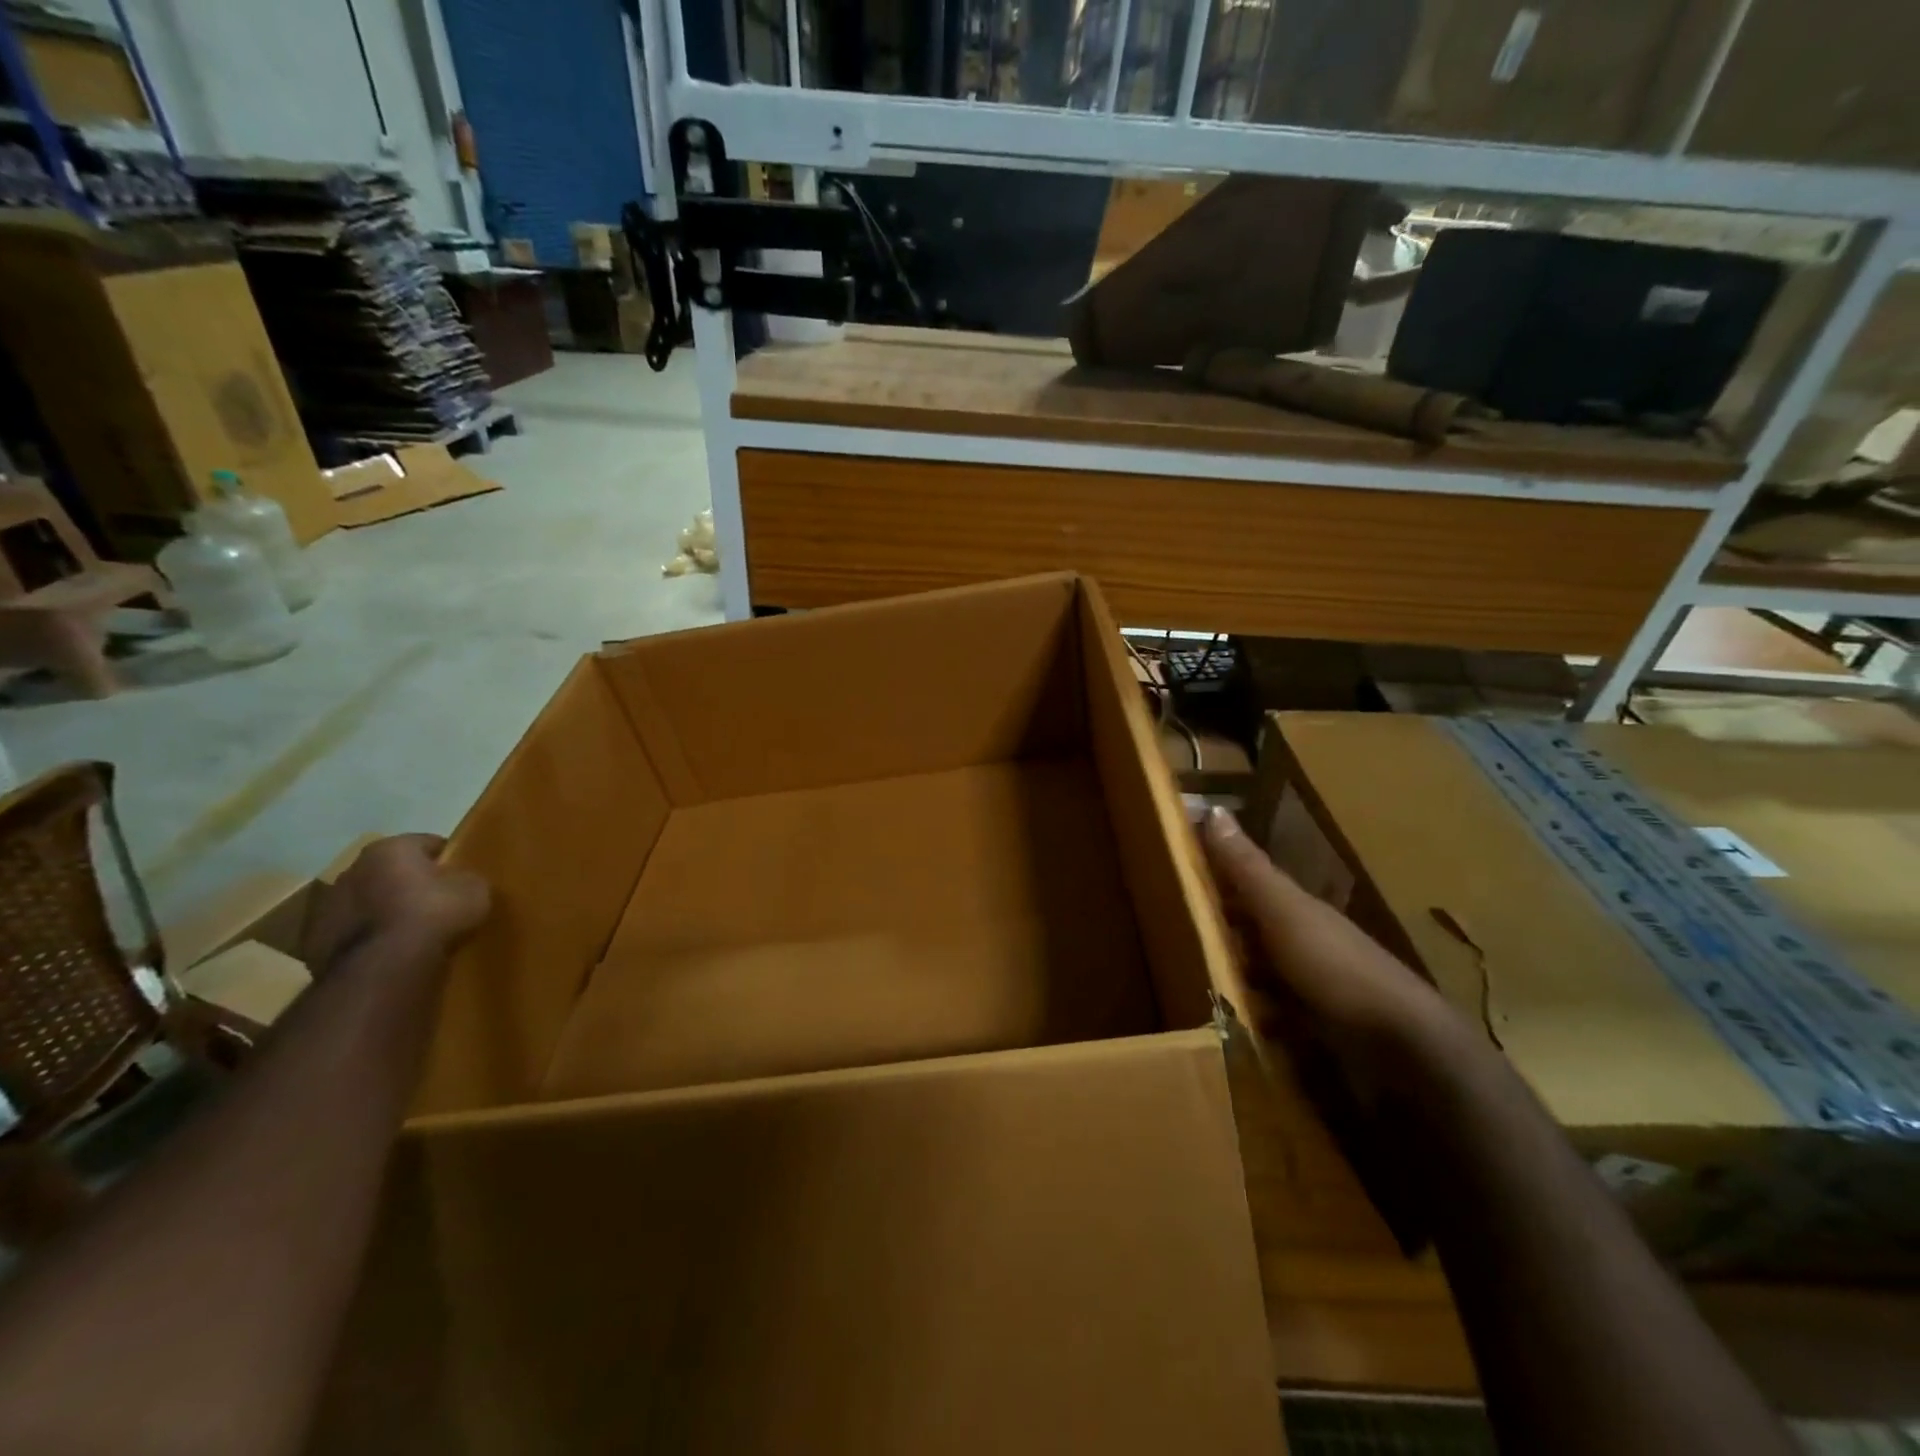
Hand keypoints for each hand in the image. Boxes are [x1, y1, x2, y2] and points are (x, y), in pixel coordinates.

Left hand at [300, 834, 490, 972]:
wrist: (382, 970)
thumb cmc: (433, 916)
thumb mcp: (475, 891)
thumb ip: (467, 880)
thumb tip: (460, 884)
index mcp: (389, 849)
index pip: (427, 843)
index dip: (448, 859)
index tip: (462, 877)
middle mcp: (351, 869)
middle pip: (389, 872)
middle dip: (409, 884)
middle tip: (437, 905)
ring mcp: (325, 908)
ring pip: (366, 903)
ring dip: (384, 912)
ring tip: (411, 934)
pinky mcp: (312, 943)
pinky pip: (351, 934)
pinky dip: (368, 940)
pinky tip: (389, 955)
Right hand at [1200, 805, 1479, 1107]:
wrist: (1400, 1048)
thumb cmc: (1335, 967)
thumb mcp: (1283, 911)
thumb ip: (1247, 868)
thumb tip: (1212, 808)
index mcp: (1297, 910)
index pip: (1246, 885)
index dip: (1212, 877)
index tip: (1170, 876)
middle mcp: (1305, 943)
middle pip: (1251, 929)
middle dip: (1215, 930)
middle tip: (1168, 934)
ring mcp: (1312, 989)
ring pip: (1258, 972)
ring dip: (1228, 976)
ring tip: (1185, 984)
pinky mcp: (1314, 1031)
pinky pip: (1269, 1015)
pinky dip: (1248, 1016)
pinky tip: (1224, 1026)